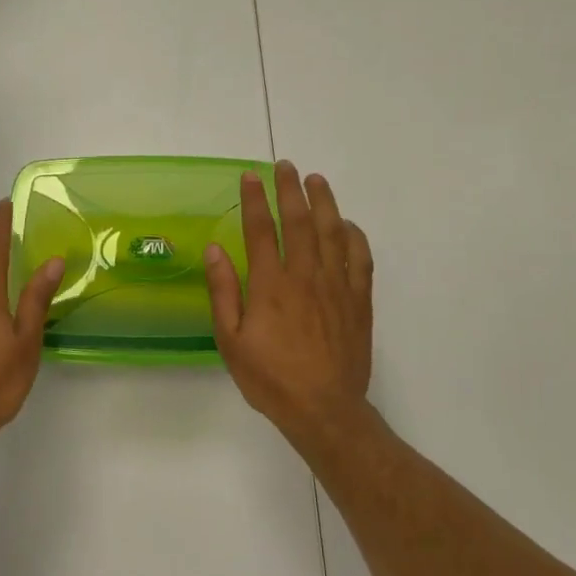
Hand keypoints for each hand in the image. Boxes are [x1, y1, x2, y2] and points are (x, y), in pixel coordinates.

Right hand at [205, 161, 374, 442]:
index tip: (250, 176)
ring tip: (316, 180)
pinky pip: (360, 258)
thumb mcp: (231, 341)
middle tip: (285, 166)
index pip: (260, 230)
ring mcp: (336, 286)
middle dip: (290, 189)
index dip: (254, 200)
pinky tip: (347, 224)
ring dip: (324, 202)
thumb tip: (215, 249)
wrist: (324, 409)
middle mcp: (305, 276)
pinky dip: (354, 236)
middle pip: (299, 221)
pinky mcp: (358, 300)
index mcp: (271, 285)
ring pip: (332, 232)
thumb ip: (224, 292)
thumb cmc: (271, 378)